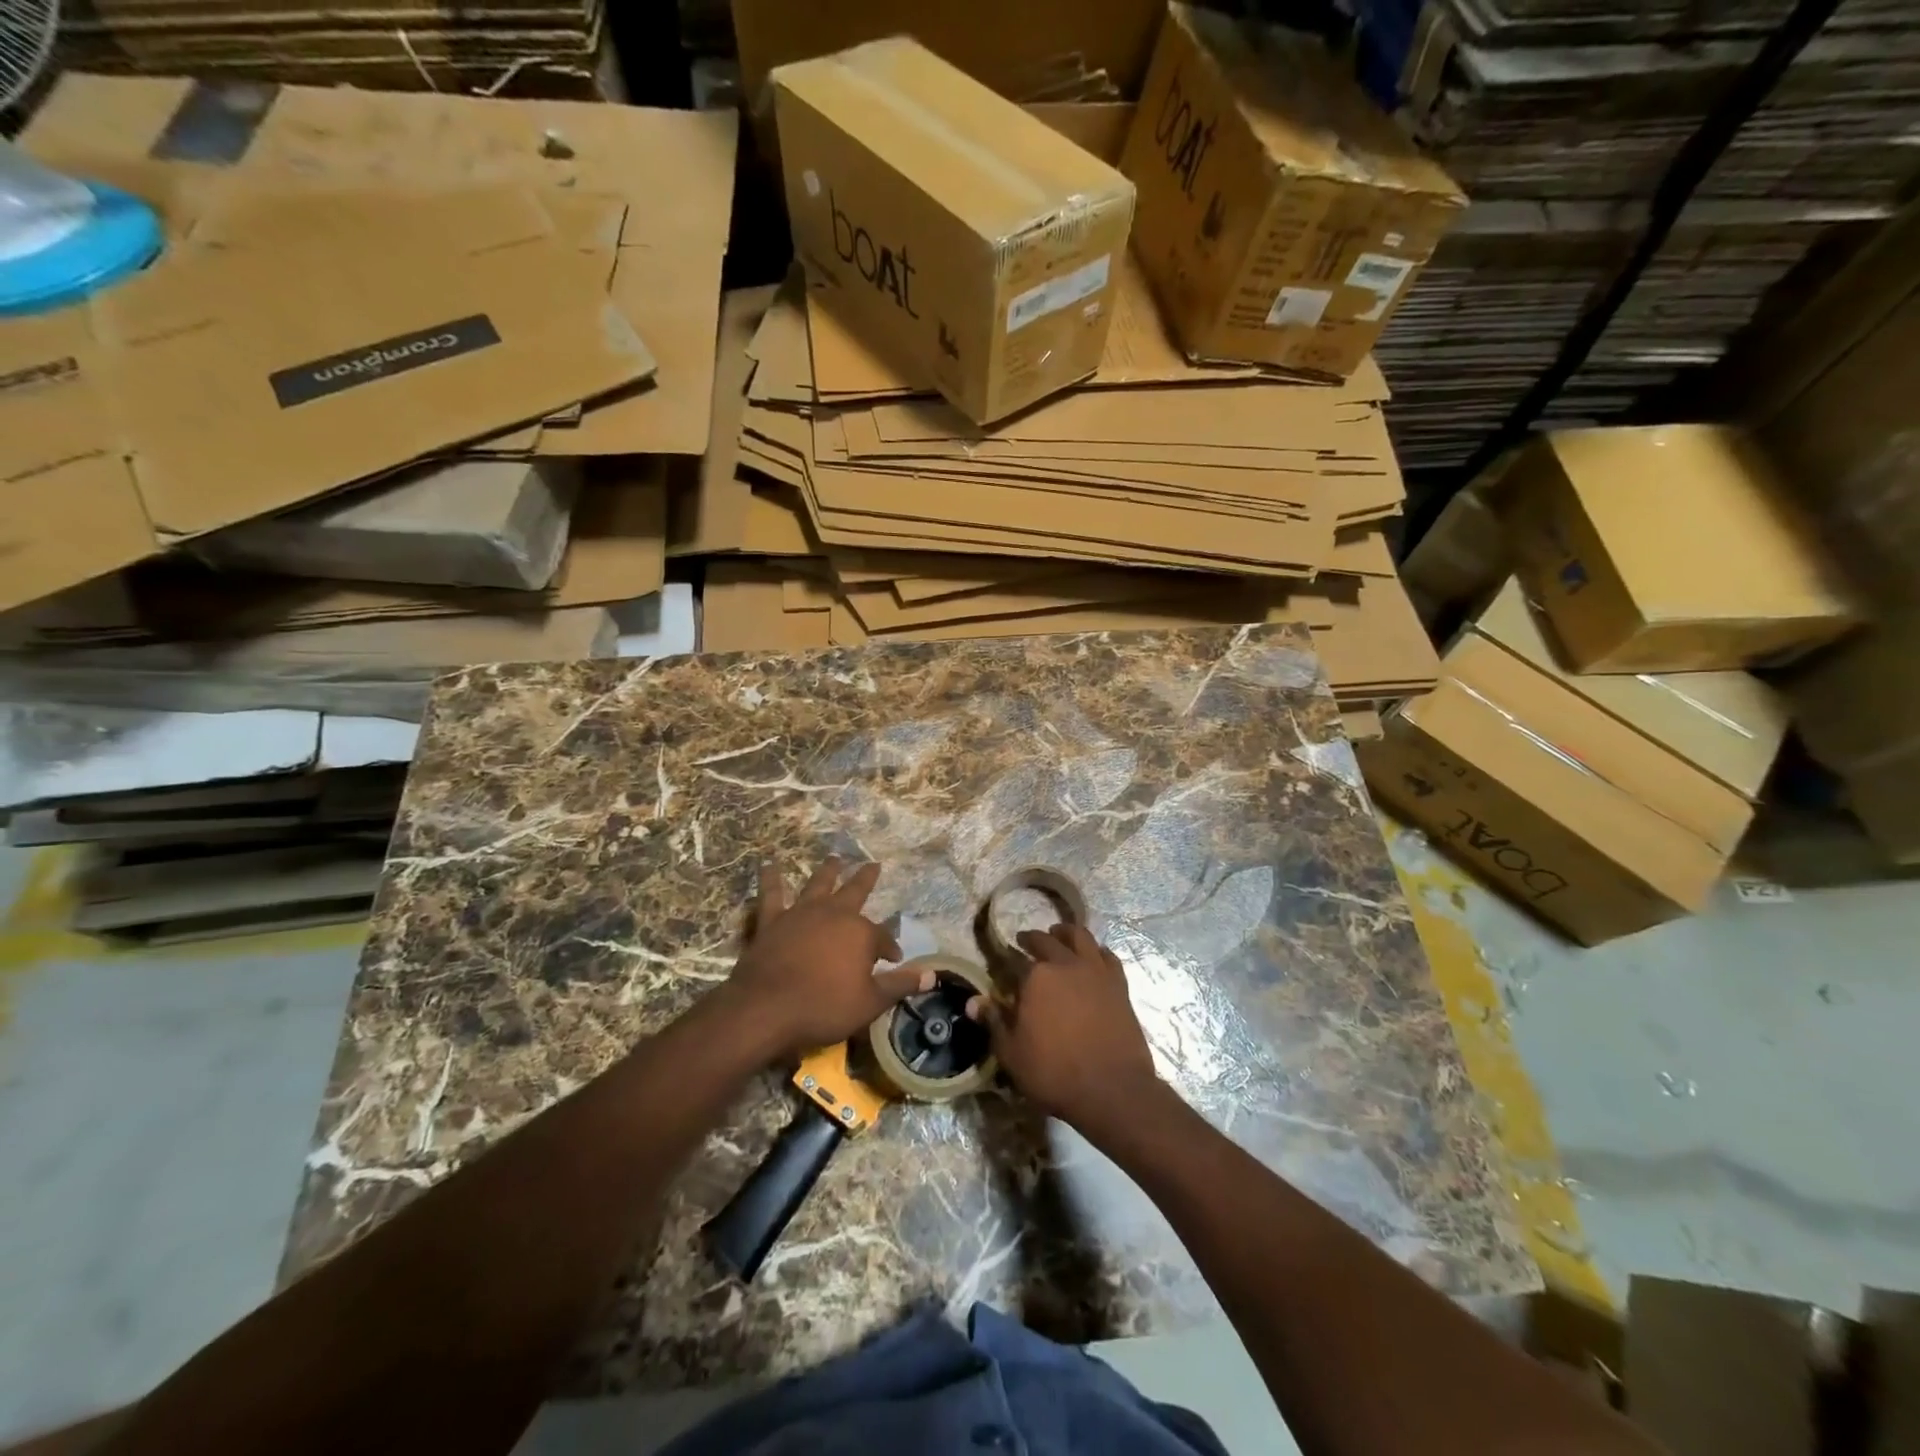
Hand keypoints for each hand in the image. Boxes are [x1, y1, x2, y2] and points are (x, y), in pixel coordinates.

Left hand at [722, 857, 931, 1062]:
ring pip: (818, 884)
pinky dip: (771, 880)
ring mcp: (801, 913)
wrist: (767, 1009)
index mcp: (860, 933)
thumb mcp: (870, 1003)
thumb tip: (930, 976)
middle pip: (854, 891)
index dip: (889, 948)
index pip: (883, 937)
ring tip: (834, 858)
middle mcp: (833, 914)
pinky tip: (770, 866)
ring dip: (828, 871)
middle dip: (866, 879)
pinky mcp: (772, 921)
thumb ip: (899, 986)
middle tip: (874, 864)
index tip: (893, 959)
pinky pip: (772, 895)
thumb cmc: (824, 1007)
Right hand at [966, 922, 1162, 1126]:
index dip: (1008, 961)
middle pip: (1047, 940)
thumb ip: (994, 1022)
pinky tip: (1093, 956)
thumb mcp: (1011, 1053)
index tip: (1003, 964)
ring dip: (1066, 932)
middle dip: (1033, 938)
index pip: (1016, 960)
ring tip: (1059, 934)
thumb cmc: (1054, 1073)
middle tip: (1025, 941)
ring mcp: (1096, 971)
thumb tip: (972, 1001)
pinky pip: (1108, 956)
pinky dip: (1096, 950)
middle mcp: (1066, 964)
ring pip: (1081, 936)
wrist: (1112, 1089)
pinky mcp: (1119, 984)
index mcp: (1036, 976)